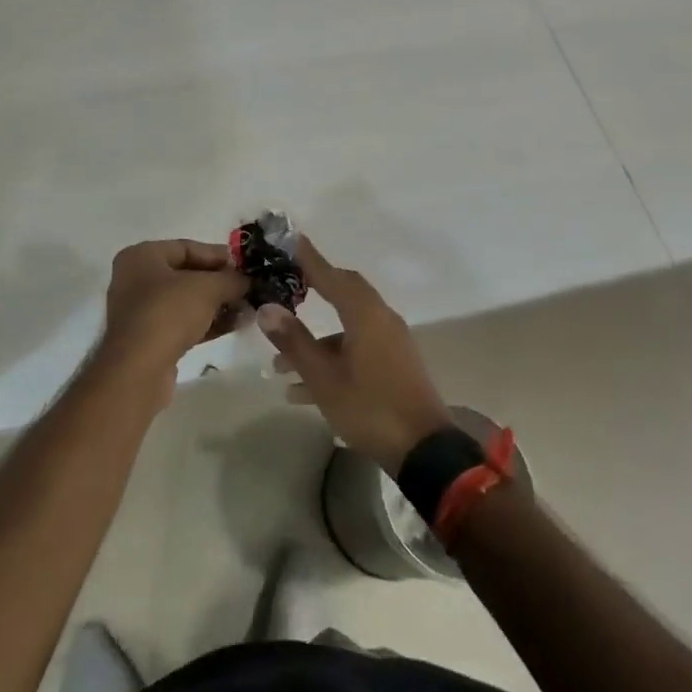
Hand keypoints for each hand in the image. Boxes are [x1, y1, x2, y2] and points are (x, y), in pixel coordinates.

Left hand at [94, 240, 248, 400]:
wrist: (138, 371)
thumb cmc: (168, 313)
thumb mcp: (207, 288)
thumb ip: (231, 279)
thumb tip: (249, 280)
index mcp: (141, 256)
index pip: (187, 247)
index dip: (219, 255)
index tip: (245, 266)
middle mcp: (136, 279)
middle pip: (187, 274)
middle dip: (220, 282)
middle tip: (248, 288)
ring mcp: (140, 312)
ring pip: (186, 301)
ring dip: (217, 304)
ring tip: (248, 309)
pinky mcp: (148, 340)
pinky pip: (182, 323)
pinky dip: (207, 323)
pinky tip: (234, 325)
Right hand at [256, 238, 453, 474]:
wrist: (424, 452)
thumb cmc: (370, 407)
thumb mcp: (324, 378)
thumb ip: (294, 341)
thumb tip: (267, 308)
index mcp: (365, 314)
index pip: (331, 275)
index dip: (309, 258)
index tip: (290, 239)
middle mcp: (381, 319)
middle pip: (344, 293)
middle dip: (315, 289)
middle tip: (288, 285)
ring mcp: (391, 343)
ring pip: (347, 328)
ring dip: (316, 341)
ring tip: (279, 366)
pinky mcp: (394, 366)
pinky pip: (358, 350)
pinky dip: (332, 359)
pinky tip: (303, 392)